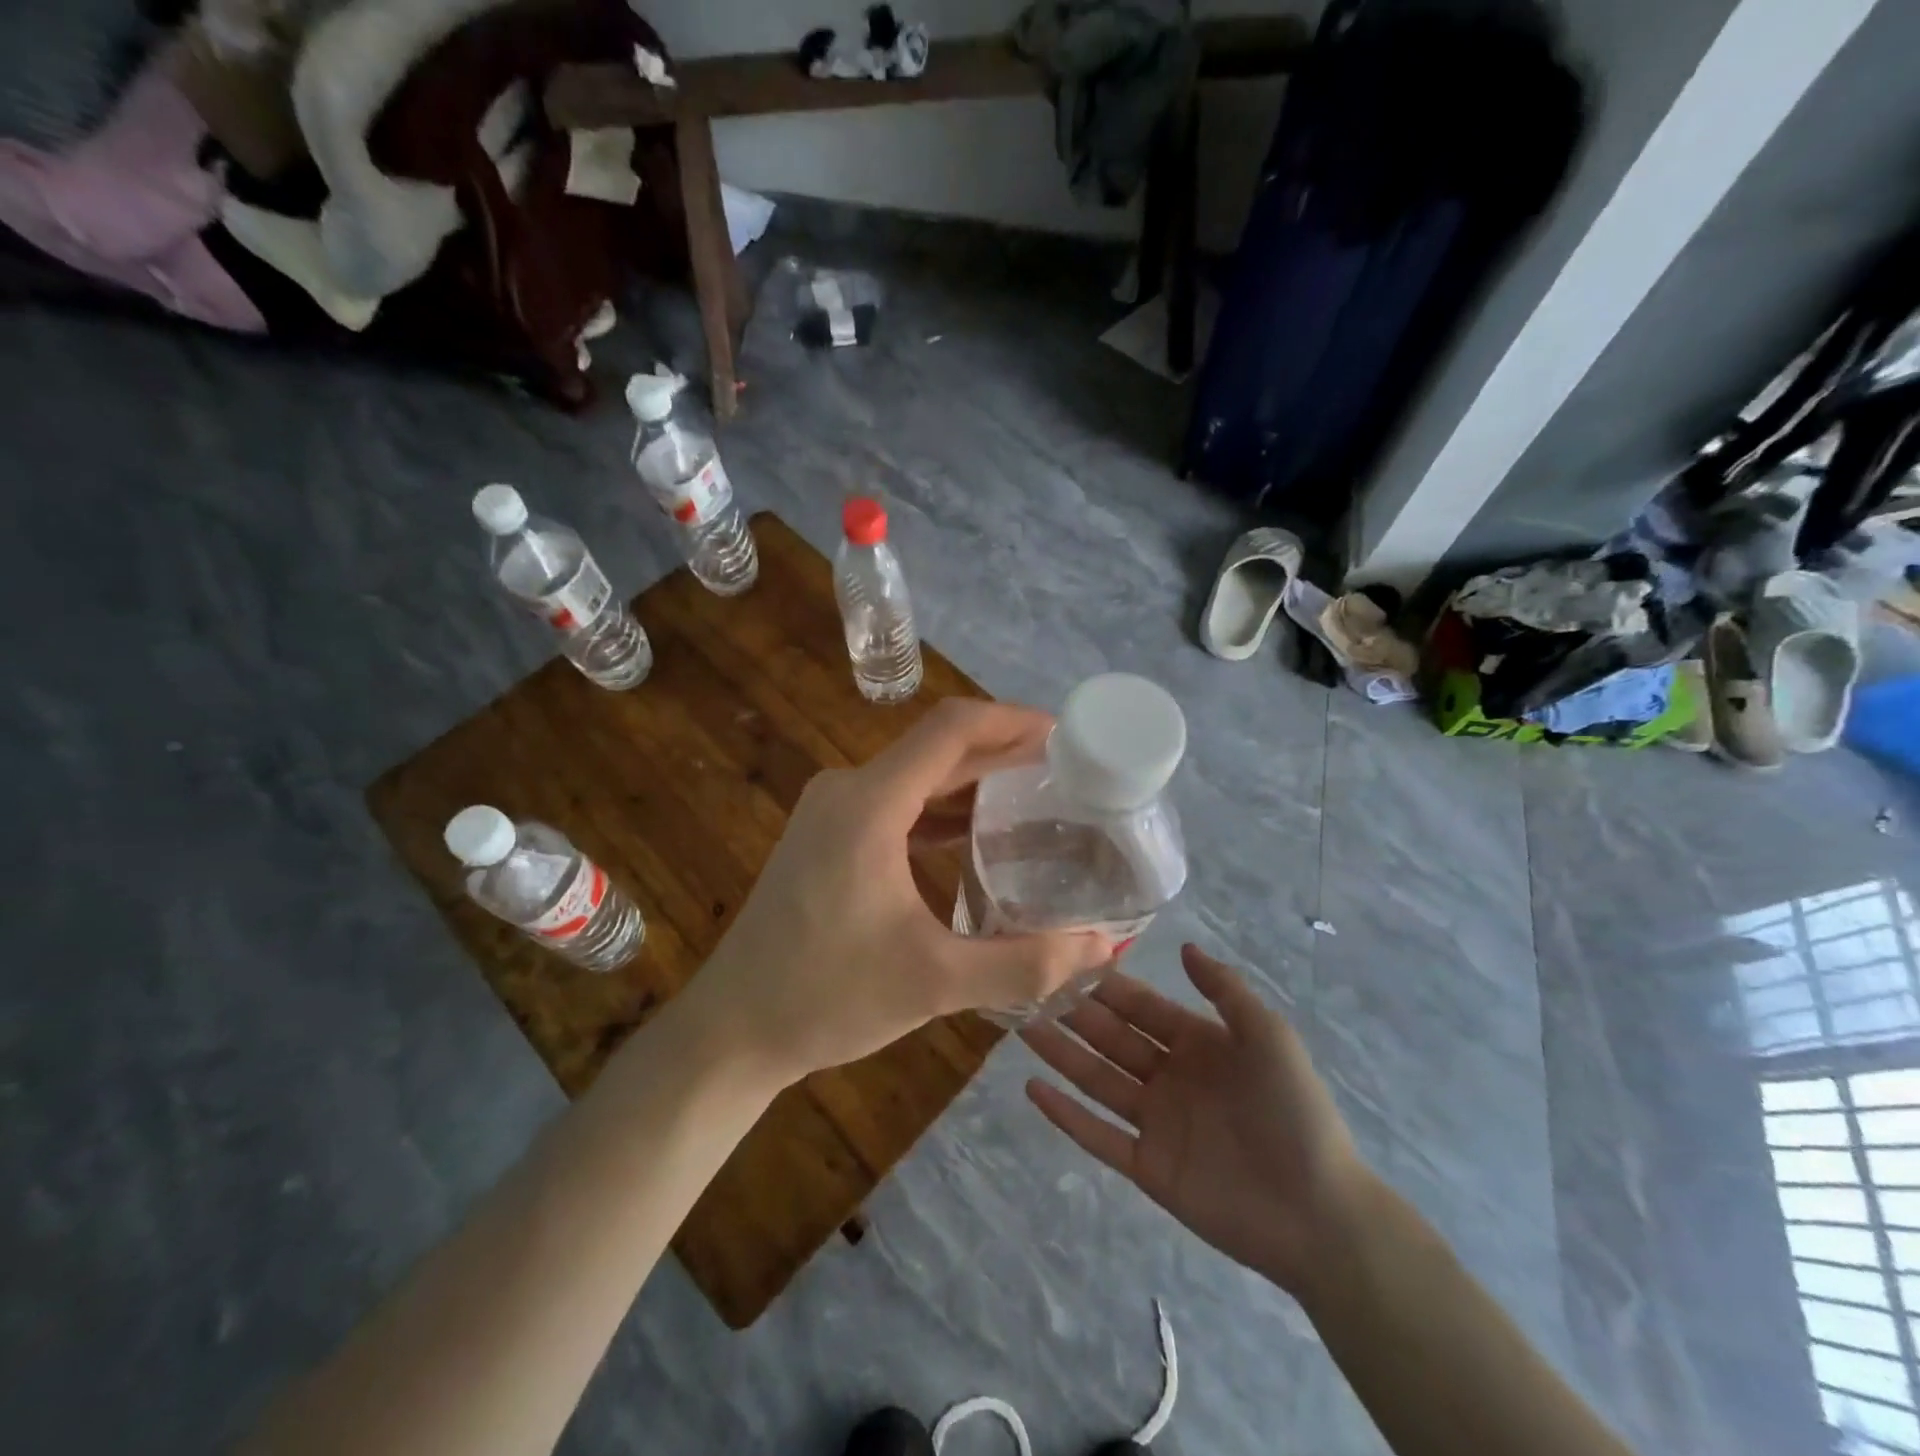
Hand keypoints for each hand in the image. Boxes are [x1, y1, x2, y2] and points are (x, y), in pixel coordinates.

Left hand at [686, 699, 1112, 1084]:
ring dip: (974, 784)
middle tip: (1068, 774)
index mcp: (869, 804)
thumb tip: (1103, 944)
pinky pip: (897, 806)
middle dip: (1003, 754)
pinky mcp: (827, 838)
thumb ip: (1023, 962)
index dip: (1012, 721)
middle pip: (937, 750)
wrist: (732, 1029)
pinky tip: (981, 838)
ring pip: (917, 778)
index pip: (952, 729)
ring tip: (1038, 801)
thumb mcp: (934, 983)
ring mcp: (832, 812)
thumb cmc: (825, 998)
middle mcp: (848, 791)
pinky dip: (942, 813)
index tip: (1066, 736)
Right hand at [1022, 945, 1369, 1299]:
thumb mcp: (1268, 1036)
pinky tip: (1032, 1089)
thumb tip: (1184, 946)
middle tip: (1028, 988)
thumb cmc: (1294, 1112)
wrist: (1319, 1214)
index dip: (1106, 986)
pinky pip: (1098, 1136)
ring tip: (1020, 1027)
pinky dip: (1065, 1115)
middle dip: (1073, 1013)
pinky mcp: (1147, 1167)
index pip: (1141, 1007)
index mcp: (1197, 1043)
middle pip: (1111, 1038)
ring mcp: (1155, 1122)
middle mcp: (1169, 1076)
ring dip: (1060, 1055)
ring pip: (1096, 1080)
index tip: (1066, 961)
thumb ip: (1225, 990)